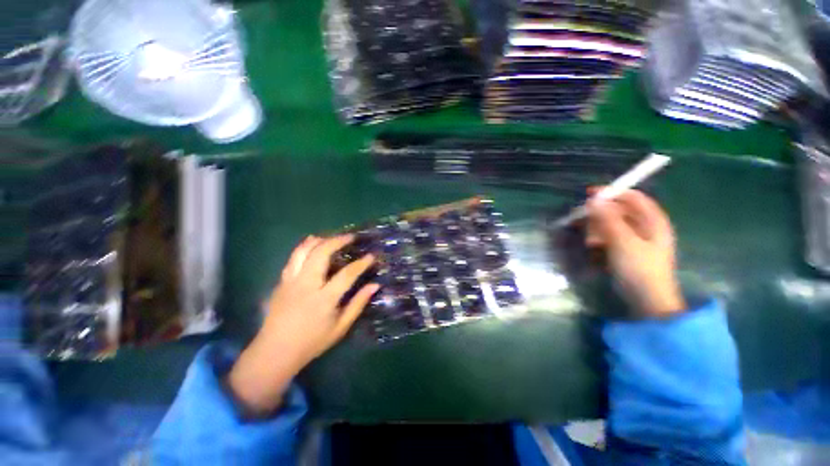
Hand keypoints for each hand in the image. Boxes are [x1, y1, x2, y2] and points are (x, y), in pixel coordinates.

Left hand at [227, 235, 378, 415]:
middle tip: (351, 237)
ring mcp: (290, 281)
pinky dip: (304, 247)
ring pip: (303, 251)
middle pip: (321, 253)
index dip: (361, 263)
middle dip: (338, 241)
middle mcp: (306, 285)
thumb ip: (358, 303)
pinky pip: (293, 258)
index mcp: (323, 299)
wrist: (275, 352)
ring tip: (332, 237)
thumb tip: (375, 285)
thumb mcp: (341, 327)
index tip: (371, 255)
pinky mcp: (281, 282)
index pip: (347, 274)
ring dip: (319, 240)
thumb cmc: (312, 342)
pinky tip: (312, 244)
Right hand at [586, 189, 685, 316]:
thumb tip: (593, 200)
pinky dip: (600, 238)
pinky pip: (610, 236)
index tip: (589, 194)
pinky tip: (594, 246)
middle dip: (601, 214)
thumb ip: (608, 219)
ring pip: (613, 224)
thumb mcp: (622, 241)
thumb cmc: (639, 269)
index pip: (632, 197)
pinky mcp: (627, 250)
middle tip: (584, 222)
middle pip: (620, 210)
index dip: (612, 193)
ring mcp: (637, 239)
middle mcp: (646, 226)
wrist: (647, 300)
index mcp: (652, 220)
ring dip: (598, 228)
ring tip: (590, 241)